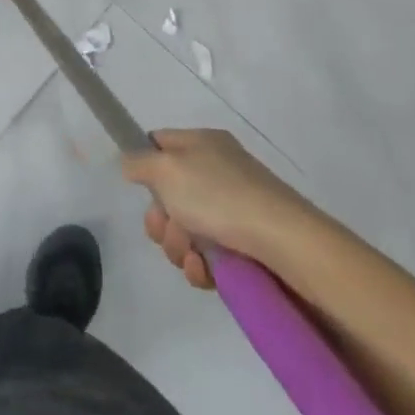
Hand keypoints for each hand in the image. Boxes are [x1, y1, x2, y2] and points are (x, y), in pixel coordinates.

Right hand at [121, 128, 320, 287]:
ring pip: (185, 230)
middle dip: (160, 219)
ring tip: (193, 256)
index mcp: (202, 143)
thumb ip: (139, 162)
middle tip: (167, 229)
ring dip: (179, 246)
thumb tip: (130, 163)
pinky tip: (206, 272)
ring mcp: (232, 210)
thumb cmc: (219, 196)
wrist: (284, 244)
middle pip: (168, 194)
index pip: (159, 143)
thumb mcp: (166, 168)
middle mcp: (217, 171)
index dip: (144, 164)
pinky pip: (207, 256)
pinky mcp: (244, 246)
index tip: (138, 187)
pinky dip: (201, 266)